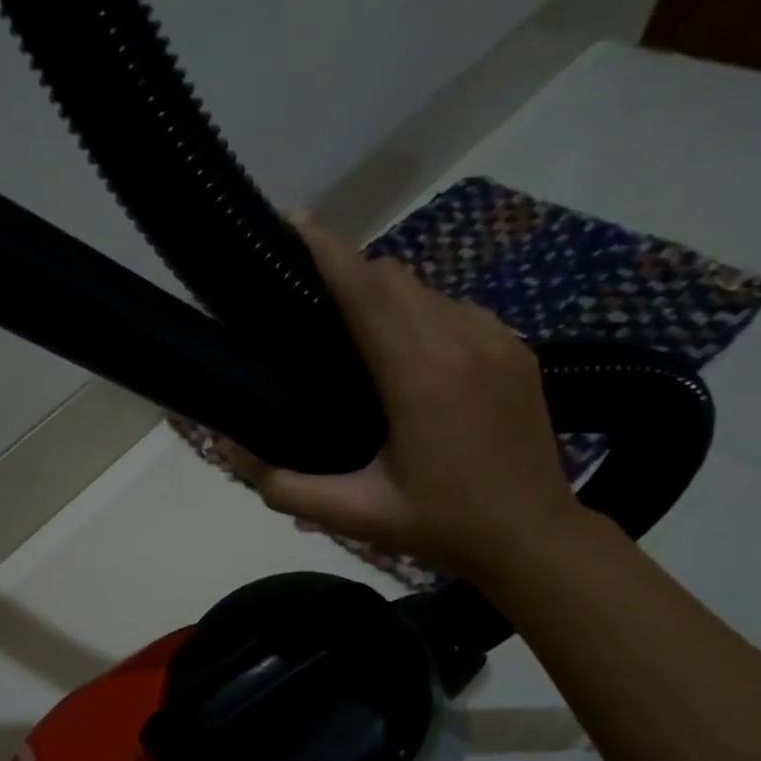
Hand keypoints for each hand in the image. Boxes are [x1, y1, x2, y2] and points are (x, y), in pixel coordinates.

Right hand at [227, 213, 584, 582]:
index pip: (366, 290)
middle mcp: (461, 341)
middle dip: (348, 269)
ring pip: (427, 289)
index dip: (327, 250)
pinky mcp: (517, 349)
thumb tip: (227, 447)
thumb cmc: (440, 526)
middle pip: (394, 276)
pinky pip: (457, 309)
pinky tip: (406, 349)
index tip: (292, 221)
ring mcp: (497, 340)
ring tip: (351, 325)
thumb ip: (284, 484)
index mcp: (419, 376)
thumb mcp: (354, 515)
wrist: (534, 538)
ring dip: (384, 293)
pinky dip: (421, 312)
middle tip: (308, 289)